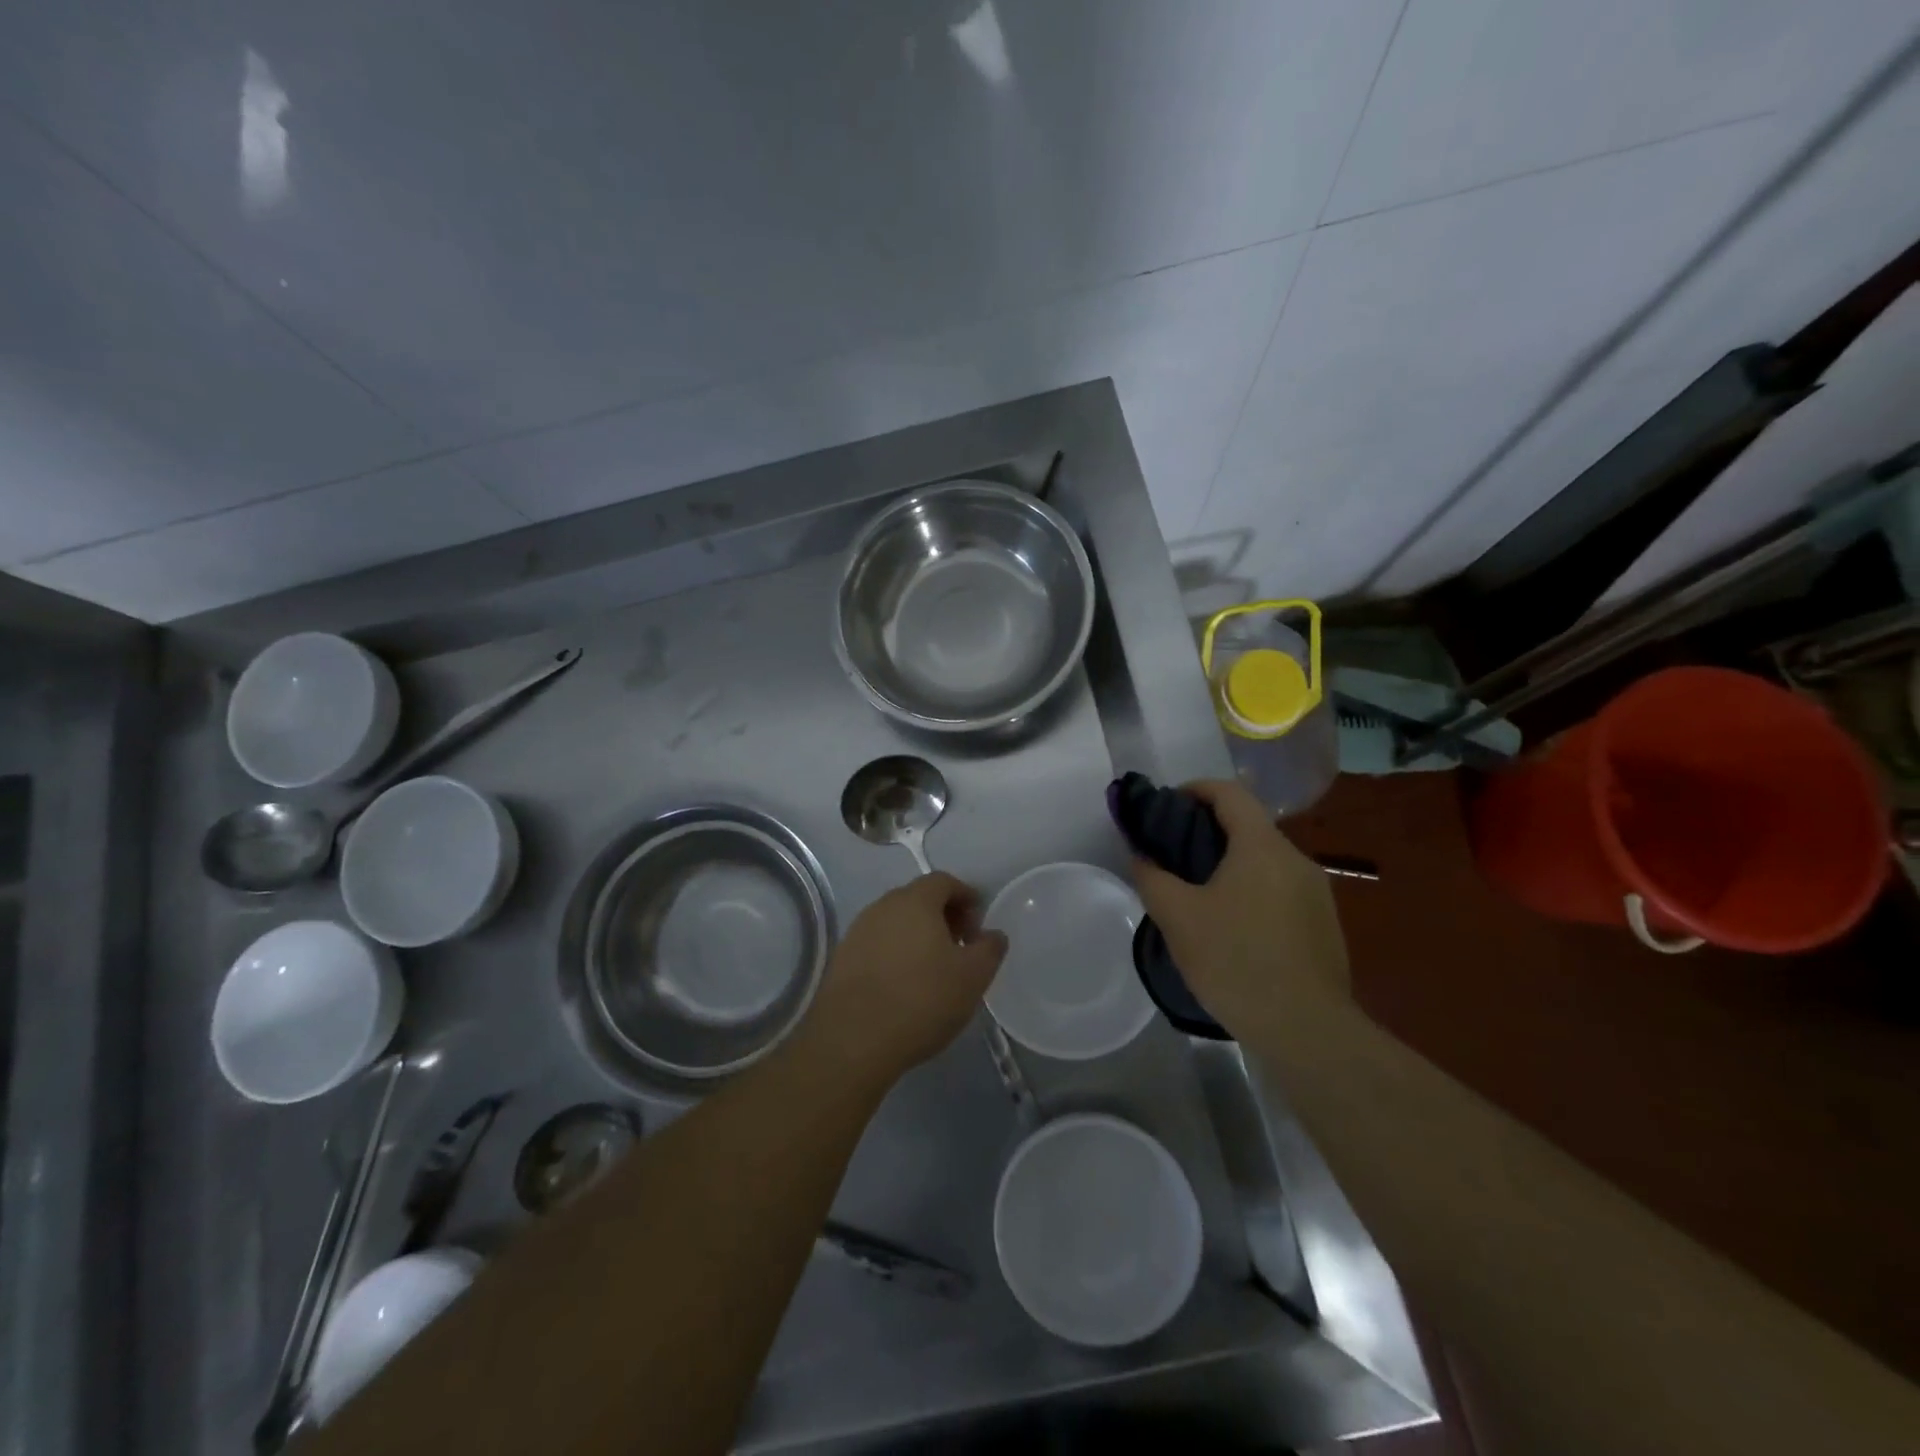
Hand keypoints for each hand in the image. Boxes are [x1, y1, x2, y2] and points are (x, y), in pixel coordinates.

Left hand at [800, 872, 1007, 1090]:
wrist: (853, 1040)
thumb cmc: (922, 999)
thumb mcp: (972, 977)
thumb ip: (989, 949)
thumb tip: (993, 934)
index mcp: (915, 901)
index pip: (943, 881)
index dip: (965, 896)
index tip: (978, 924)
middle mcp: (882, 906)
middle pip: (918, 899)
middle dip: (942, 916)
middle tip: (960, 947)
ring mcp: (857, 931)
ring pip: (896, 922)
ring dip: (917, 936)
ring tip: (933, 969)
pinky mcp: (841, 958)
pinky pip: (877, 944)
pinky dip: (895, 954)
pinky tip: (903, 984)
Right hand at [1129, 779, 1349, 1043]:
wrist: (1306, 1029)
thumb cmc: (1235, 961)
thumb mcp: (1178, 917)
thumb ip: (1152, 877)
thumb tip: (1140, 855)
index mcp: (1262, 846)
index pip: (1229, 792)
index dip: (1195, 789)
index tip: (1167, 806)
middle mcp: (1295, 859)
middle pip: (1248, 825)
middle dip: (1208, 830)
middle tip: (1173, 854)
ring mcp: (1316, 892)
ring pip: (1265, 860)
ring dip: (1231, 863)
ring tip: (1197, 893)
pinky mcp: (1324, 924)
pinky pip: (1280, 889)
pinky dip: (1251, 889)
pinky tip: (1232, 926)